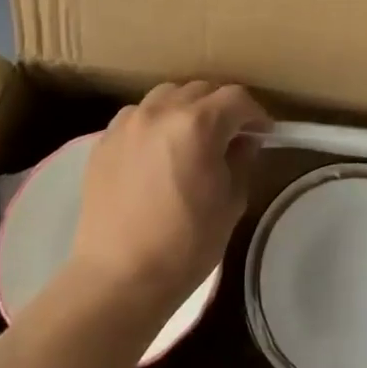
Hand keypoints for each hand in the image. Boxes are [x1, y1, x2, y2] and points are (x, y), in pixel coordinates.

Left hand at [68, 81, 268, 313]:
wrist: (118, 278)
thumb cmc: (185, 245)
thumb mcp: (230, 203)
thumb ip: (241, 162)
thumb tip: (243, 142)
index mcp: (198, 124)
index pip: (236, 98)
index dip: (255, 113)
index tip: (262, 133)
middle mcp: (161, 112)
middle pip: (201, 90)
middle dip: (221, 108)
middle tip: (230, 135)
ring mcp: (128, 123)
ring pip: (166, 95)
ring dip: (186, 108)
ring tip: (191, 136)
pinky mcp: (104, 140)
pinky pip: (138, 115)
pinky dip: (155, 121)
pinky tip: (158, 149)